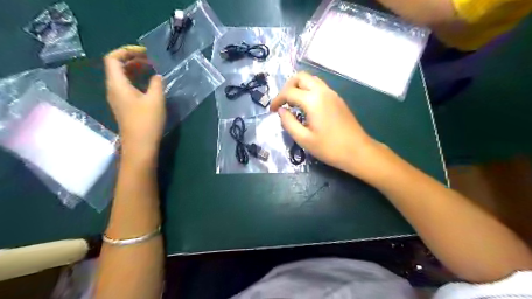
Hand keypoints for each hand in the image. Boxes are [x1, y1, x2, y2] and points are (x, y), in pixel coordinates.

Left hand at [103, 45, 165, 155]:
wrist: (140, 145)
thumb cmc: (146, 121)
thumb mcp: (156, 99)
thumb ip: (156, 83)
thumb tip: (156, 76)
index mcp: (117, 84)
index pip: (113, 58)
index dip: (127, 51)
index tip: (145, 53)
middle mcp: (113, 89)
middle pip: (116, 66)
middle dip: (132, 59)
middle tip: (151, 60)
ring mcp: (117, 98)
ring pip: (122, 77)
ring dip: (135, 70)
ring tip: (151, 69)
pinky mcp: (124, 106)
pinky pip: (127, 86)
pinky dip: (136, 80)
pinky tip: (149, 84)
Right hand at [272, 72, 380, 176]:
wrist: (358, 151)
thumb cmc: (329, 148)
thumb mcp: (304, 139)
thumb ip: (288, 122)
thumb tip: (281, 111)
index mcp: (313, 100)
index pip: (289, 92)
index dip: (277, 100)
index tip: (271, 110)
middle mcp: (323, 91)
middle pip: (300, 77)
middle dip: (287, 87)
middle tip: (283, 103)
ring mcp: (332, 93)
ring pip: (311, 79)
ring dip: (298, 87)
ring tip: (292, 103)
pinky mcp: (337, 99)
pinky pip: (319, 86)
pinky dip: (308, 90)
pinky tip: (306, 106)